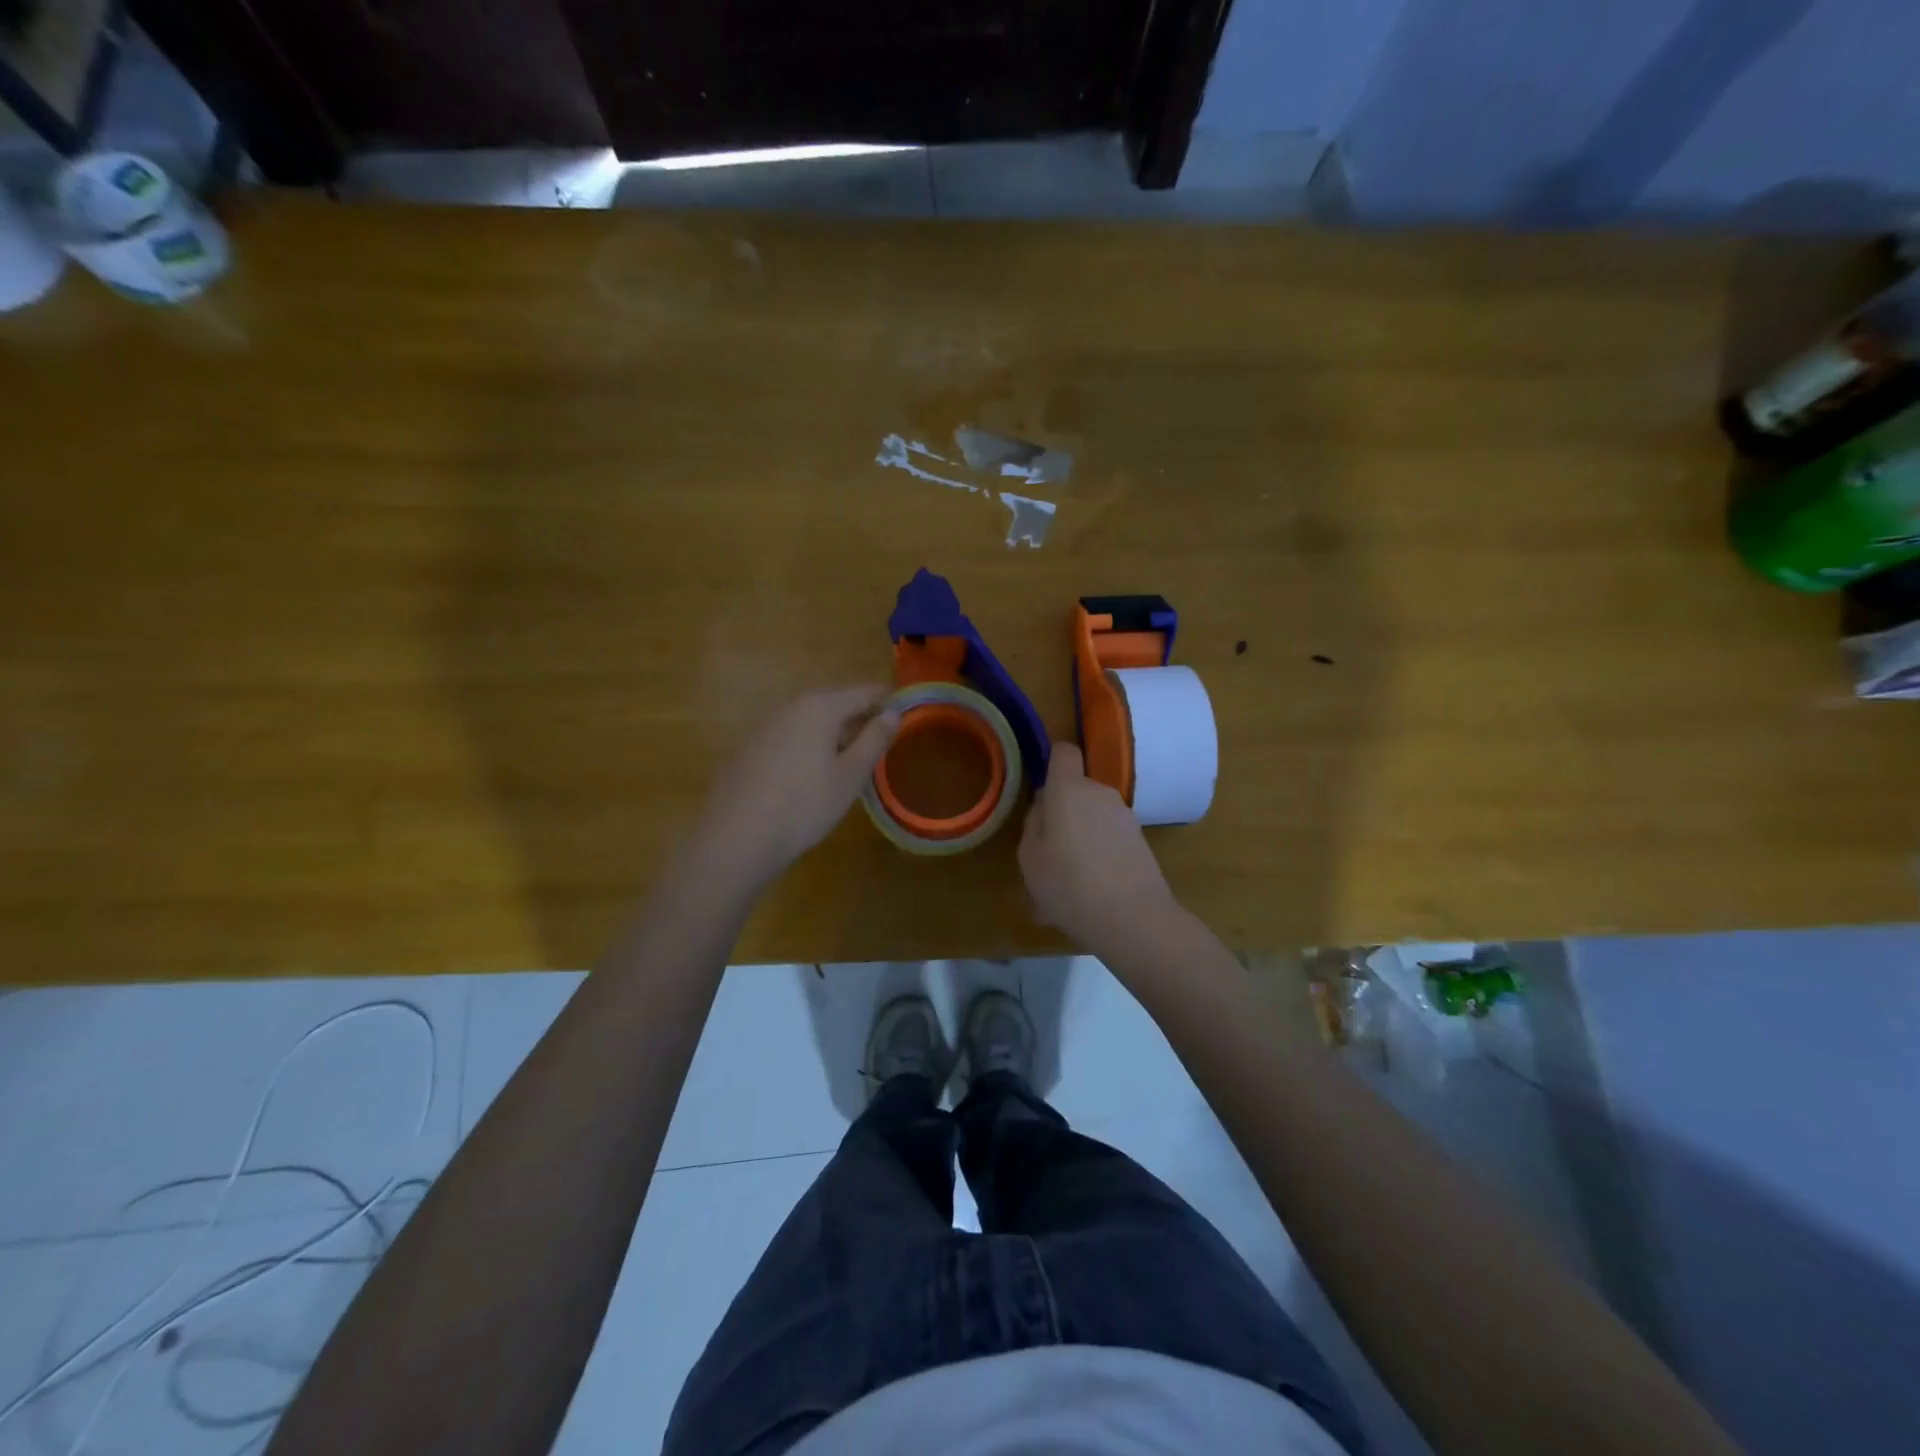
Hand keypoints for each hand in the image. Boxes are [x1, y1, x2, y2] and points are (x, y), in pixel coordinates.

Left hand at [694, 686, 899, 885]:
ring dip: (833, 734)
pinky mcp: (748, 748)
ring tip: (850, 762)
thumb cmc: (804, 805)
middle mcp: (790, 706)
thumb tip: (893, 713)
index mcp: (820, 707)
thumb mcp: (850, 776)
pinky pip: (789, 737)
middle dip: (860, 718)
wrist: (736, 837)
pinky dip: (807, 746)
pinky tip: (810, 776)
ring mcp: (764, 726)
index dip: (888, 700)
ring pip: (810, 721)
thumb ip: (874, 740)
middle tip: (881, 743)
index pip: (864, 692)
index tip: (907, 713)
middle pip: (835, 703)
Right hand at [1019, 742, 1179, 957]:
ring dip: (1079, 839)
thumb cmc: (1068, 884)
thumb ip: (1034, 823)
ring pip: (1092, 818)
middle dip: (1062, 813)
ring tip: (1066, 882)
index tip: (1041, 789)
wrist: (1133, 918)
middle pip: (1076, 790)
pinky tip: (1088, 894)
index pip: (1064, 752)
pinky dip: (1097, 857)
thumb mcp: (1029, 857)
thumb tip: (1045, 807)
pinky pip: (1108, 840)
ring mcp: (1125, 816)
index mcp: (1069, 789)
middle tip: (1047, 853)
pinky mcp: (1141, 841)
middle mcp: (1100, 793)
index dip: (1052, 762)